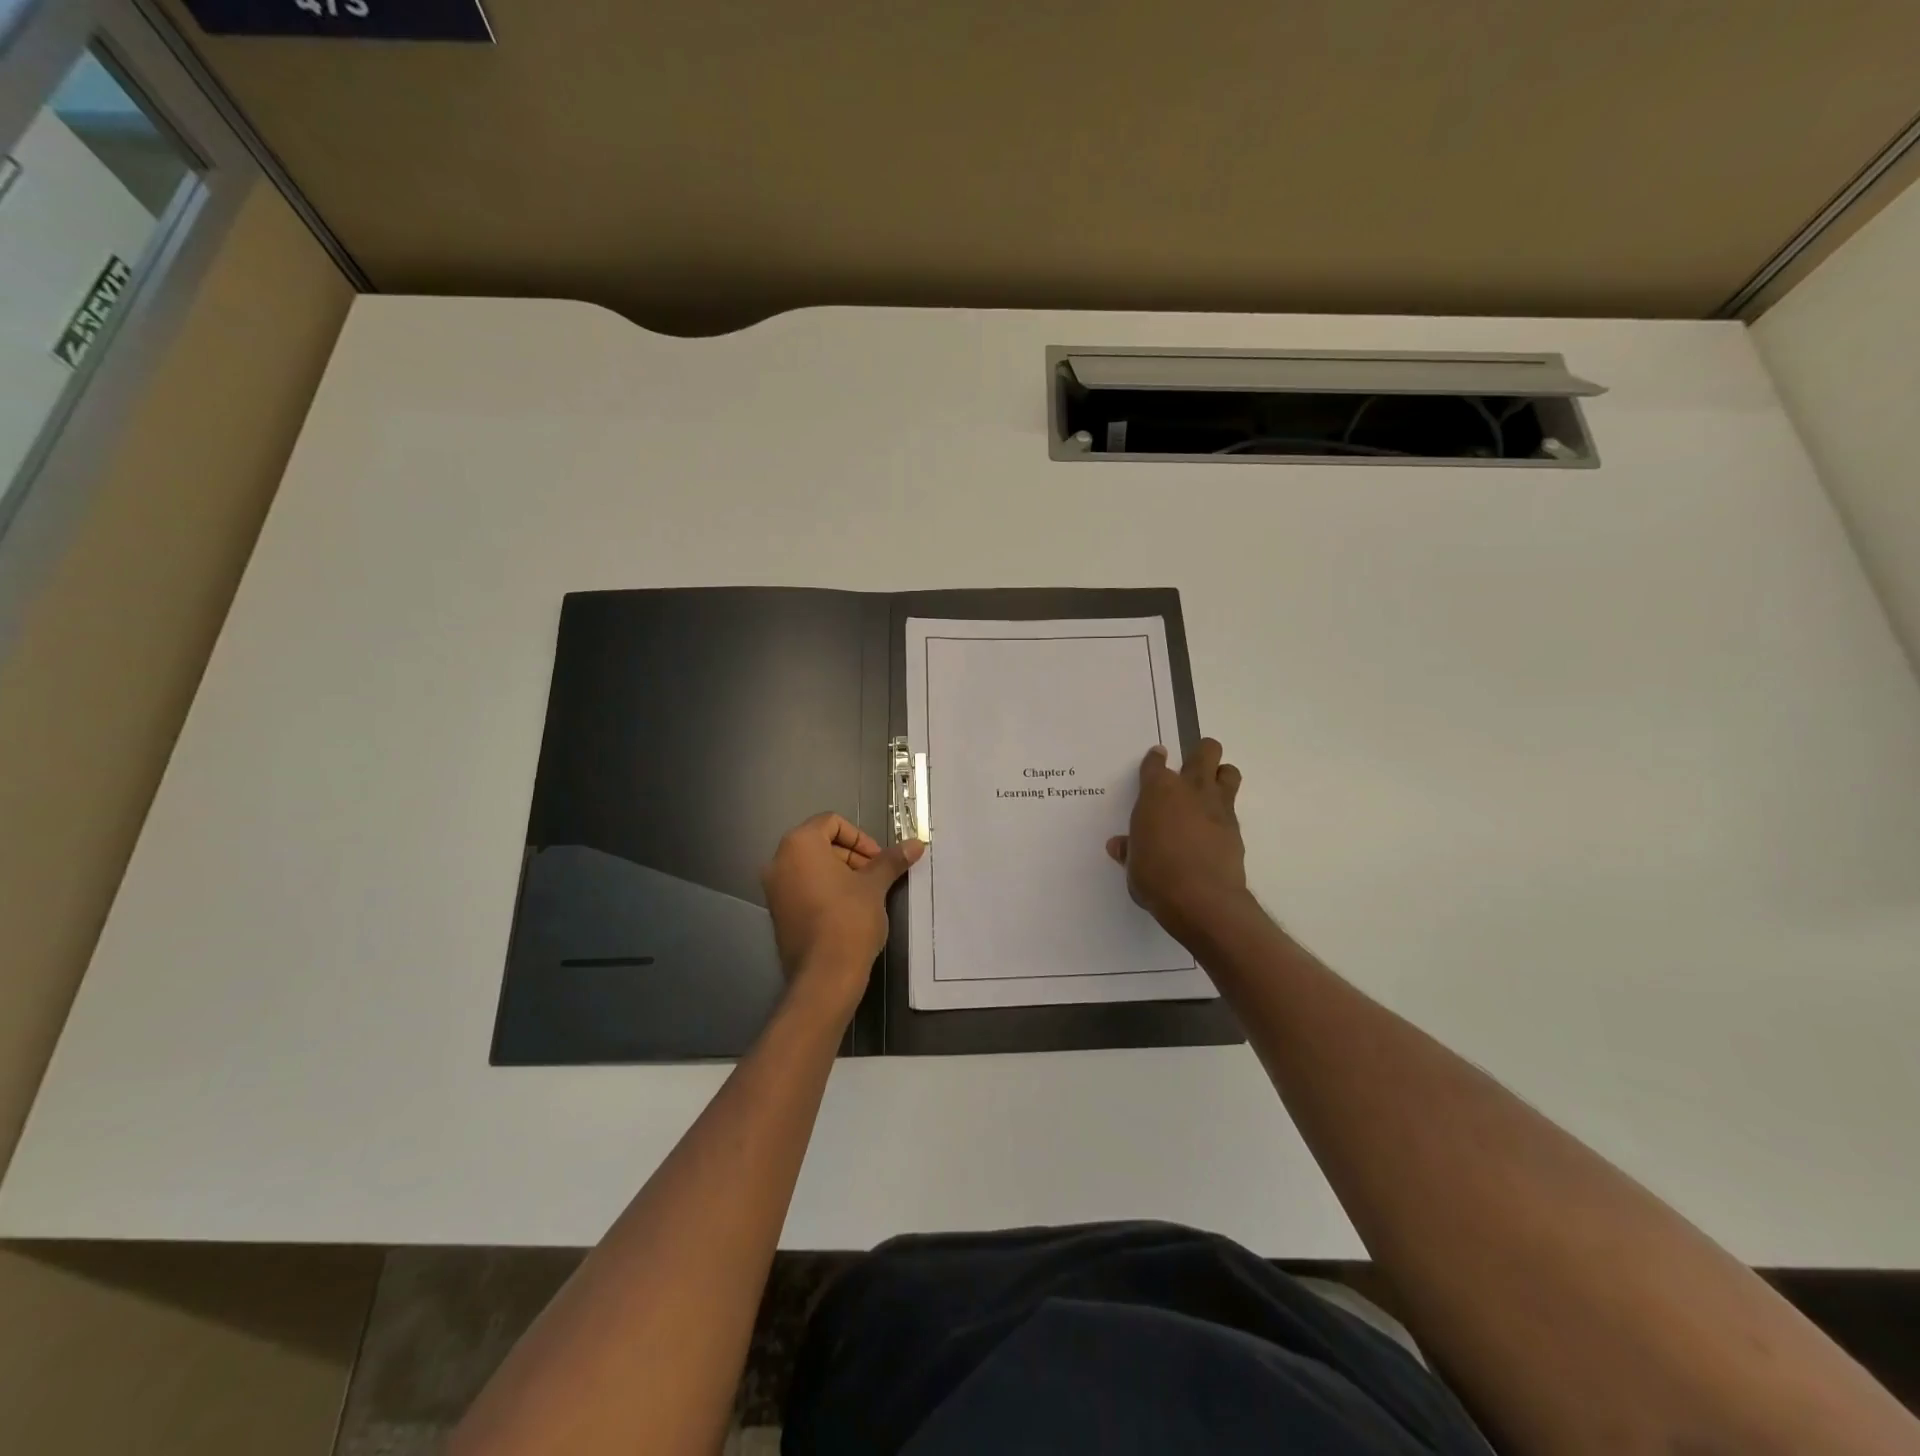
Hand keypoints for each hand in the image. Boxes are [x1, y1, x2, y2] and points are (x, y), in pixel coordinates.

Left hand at [762, 813, 923, 1012]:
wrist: (825, 975)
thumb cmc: (849, 919)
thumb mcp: (874, 885)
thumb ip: (891, 860)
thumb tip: (916, 843)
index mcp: (800, 845)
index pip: (831, 822)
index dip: (860, 837)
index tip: (878, 860)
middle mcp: (779, 861)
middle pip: (820, 843)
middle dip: (852, 855)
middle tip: (876, 876)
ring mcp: (774, 888)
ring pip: (811, 866)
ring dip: (841, 873)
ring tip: (866, 894)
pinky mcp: (777, 912)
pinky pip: (802, 887)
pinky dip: (825, 889)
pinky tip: (848, 910)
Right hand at [1106, 739, 1247, 937]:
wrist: (1201, 899)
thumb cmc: (1155, 876)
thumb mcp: (1133, 864)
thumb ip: (1129, 849)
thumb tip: (1119, 845)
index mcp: (1157, 792)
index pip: (1156, 763)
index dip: (1155, 759)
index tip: (1156, 758)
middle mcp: (1190, 790)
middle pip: (1205, 751)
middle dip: (1200, 752)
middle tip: (1191, 766)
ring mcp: (1217, 806)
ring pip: (1229, 771)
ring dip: (1221, 774)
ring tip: (1210, 789)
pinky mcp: (1235, 828)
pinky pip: (1232, 807)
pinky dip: (1223, 812)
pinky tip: (1214, 828)